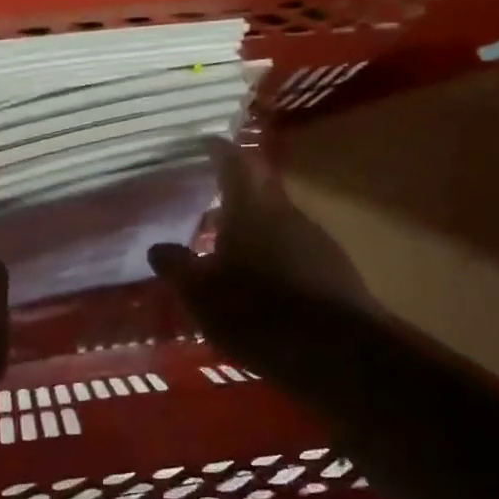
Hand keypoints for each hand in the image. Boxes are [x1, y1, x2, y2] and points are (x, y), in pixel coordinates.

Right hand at [149, 139, 380, 385]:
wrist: (340, 355)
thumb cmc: (258, 313)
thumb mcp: (202, 295)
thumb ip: (178, 267)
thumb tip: (157, 248)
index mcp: (252, 207)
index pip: (234, 162)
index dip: (218, 151)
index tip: (204, 144)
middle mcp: (286, 214)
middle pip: (260, 189)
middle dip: (235, 190)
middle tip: (208, 196)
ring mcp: (316, 241)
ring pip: (277, 221)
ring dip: (254, 226)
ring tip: (229, 243)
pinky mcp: (334, 271)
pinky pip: (294, 250)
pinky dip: (274, 254)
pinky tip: (262, 280)